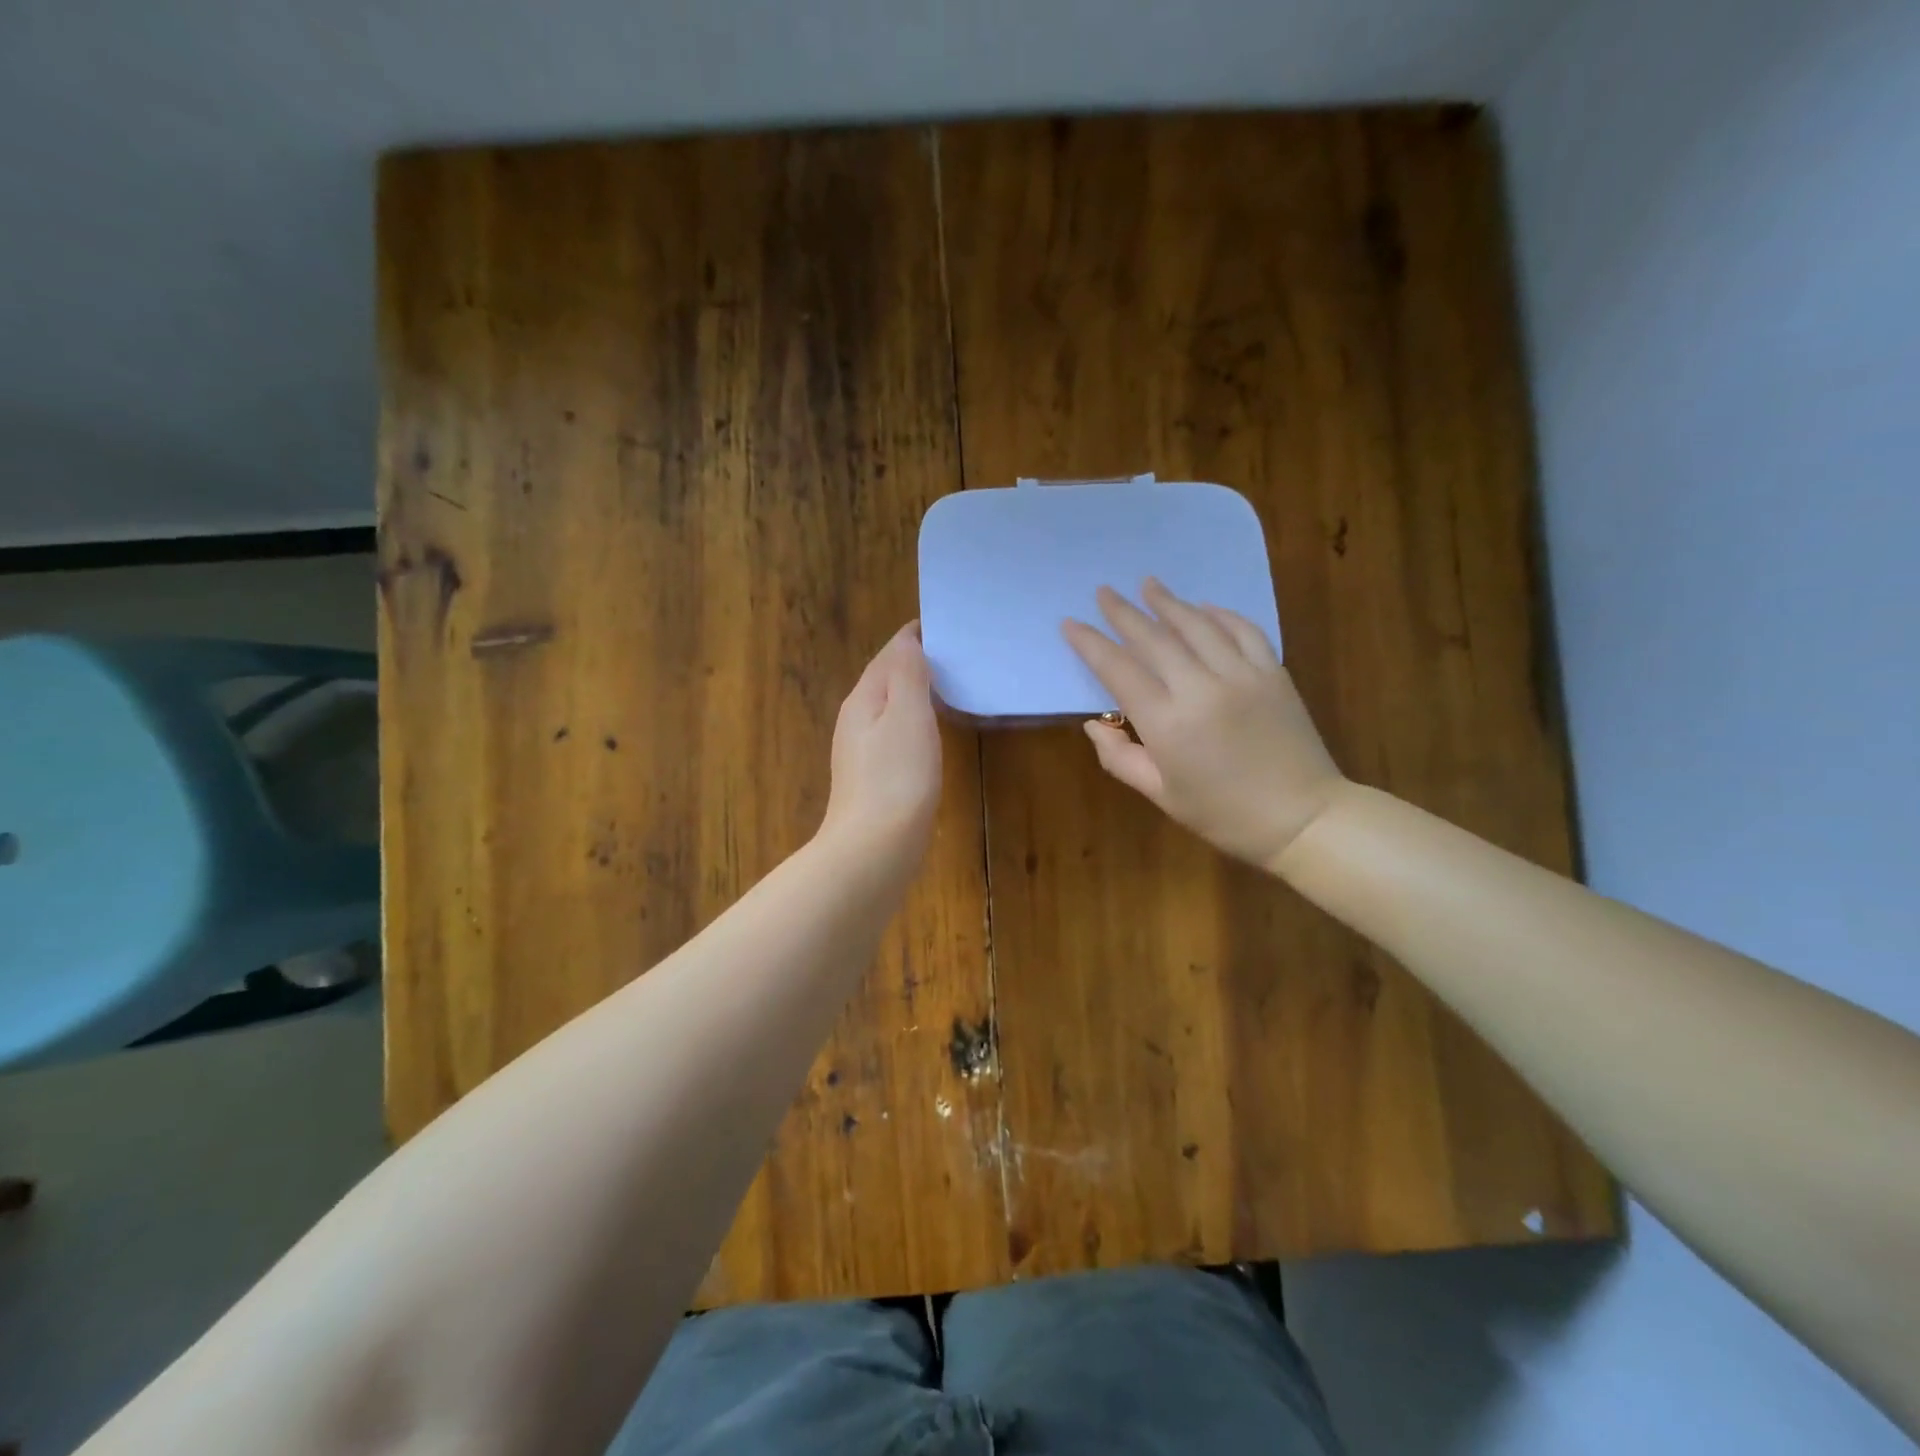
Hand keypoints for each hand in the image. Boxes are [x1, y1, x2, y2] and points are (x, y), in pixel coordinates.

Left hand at [820, 622, 942, 860]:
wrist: (874, 849)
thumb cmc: (896, 777)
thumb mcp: (906, 715)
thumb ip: (907, 674)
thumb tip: (907, 640)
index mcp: (863, 699)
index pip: (888, 654)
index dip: (913, 637)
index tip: (943, 625)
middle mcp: (857, 721)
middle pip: (886, 679)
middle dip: (914, 662)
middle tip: (953, 652)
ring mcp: (863, 752)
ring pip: (890, 708)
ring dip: (914, 692)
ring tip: (949, 684)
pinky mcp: (875, 779)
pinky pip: (896, 735)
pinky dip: (915, 722)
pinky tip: (931, 733)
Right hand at [1062, 579, 1345, 868]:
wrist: (1303, 818)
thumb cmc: (1223, 814)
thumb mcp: (1161, 794)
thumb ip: (1119, 757)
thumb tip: (1094, 724)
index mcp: (1166, 723)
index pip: (1118, 670)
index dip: (1090, 644)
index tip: (1070, 623)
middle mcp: (1200, 688)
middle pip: (1153, 638)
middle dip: (1124, 612)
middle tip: (1103, 591)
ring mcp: (1241, 675)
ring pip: (1197, 626)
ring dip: (1169, 602)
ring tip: (1148, 584)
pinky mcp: (1273, 673)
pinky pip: (1244, 631)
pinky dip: (1221, 614)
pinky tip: (1204, 607)